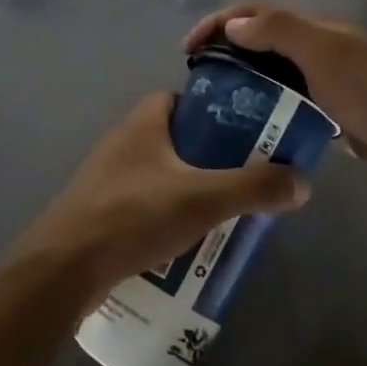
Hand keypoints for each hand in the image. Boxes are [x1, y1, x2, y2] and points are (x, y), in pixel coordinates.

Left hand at [8, 92, 310, 300]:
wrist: (64, 268)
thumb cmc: (134, 215)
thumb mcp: (203, 199)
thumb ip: (254, 188)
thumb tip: (302, 180)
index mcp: (142, 123)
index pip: (178, 97)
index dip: (210, 109)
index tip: (241, 133)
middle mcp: (122, 142)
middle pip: (173, 138)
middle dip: (206, 158)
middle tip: (240, 180)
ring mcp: (106, 179)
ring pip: (158, 175)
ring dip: (186, 191)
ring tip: (220, 216)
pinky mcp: (98, 212)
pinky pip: (141, 205)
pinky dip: (164, 217)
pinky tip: (184, 246)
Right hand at [182, 3, 366, 200]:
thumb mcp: (326, 56)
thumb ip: (280, 32)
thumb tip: (234, 24)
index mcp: (317, 30)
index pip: (258, 14)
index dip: (220, 22)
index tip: (189, 47)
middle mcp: (321, 51)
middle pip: (264, 41)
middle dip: (228, 50)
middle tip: (198, 79)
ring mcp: (330, 85)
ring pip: (276, 75)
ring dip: (245, 81)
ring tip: (215, 104)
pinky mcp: (336, 117)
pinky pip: (292, 105)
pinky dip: (268, 109)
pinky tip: (251, 128)